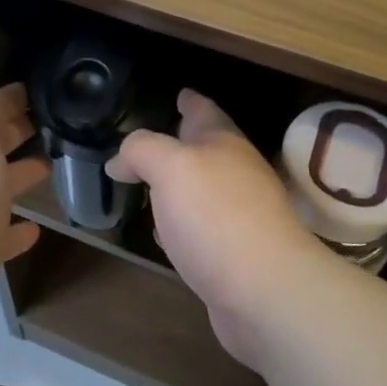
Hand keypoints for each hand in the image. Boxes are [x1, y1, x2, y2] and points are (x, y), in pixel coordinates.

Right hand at [108, 89, 329, 368]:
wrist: (266, 292)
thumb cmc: (215, 215)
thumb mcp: (169, 166)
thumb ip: (141, 150)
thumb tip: (120, 160)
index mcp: (223, 143)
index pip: (204, 110)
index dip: (190, 100)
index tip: (179, 93)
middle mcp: (235, 174)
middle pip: (205, 150)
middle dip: (181, 143)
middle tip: (151, 142)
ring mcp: (239, 215)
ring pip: (201, 190)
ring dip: (177, 186)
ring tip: (150, 185)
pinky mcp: (235, 255)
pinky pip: (200, 228)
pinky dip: (180, 224)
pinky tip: (165, 234)